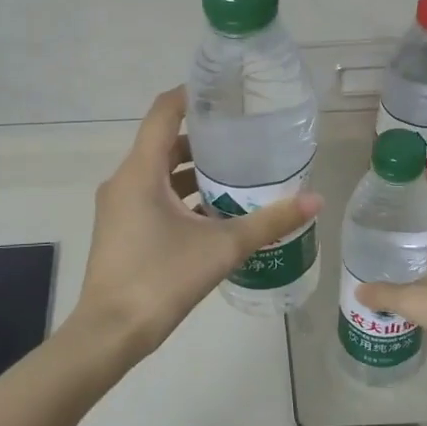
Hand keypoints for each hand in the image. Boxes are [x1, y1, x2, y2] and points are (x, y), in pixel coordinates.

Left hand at [70, 87, 323, 367]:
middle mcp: (124, 181)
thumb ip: (269, 221)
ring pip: (159, 174)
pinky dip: (181, 196)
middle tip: (245, 137)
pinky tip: (215, 213)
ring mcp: (119, 207)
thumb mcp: (222, 247)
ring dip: (193, 171)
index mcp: (141, 172)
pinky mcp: (121, 229)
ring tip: (237, 174)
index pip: (163, 112)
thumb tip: (315, 200)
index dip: (192, 95)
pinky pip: (153, 197)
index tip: (225, 92)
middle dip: (204, 139)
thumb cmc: (162, 279)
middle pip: (164, 143)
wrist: (111, 333)